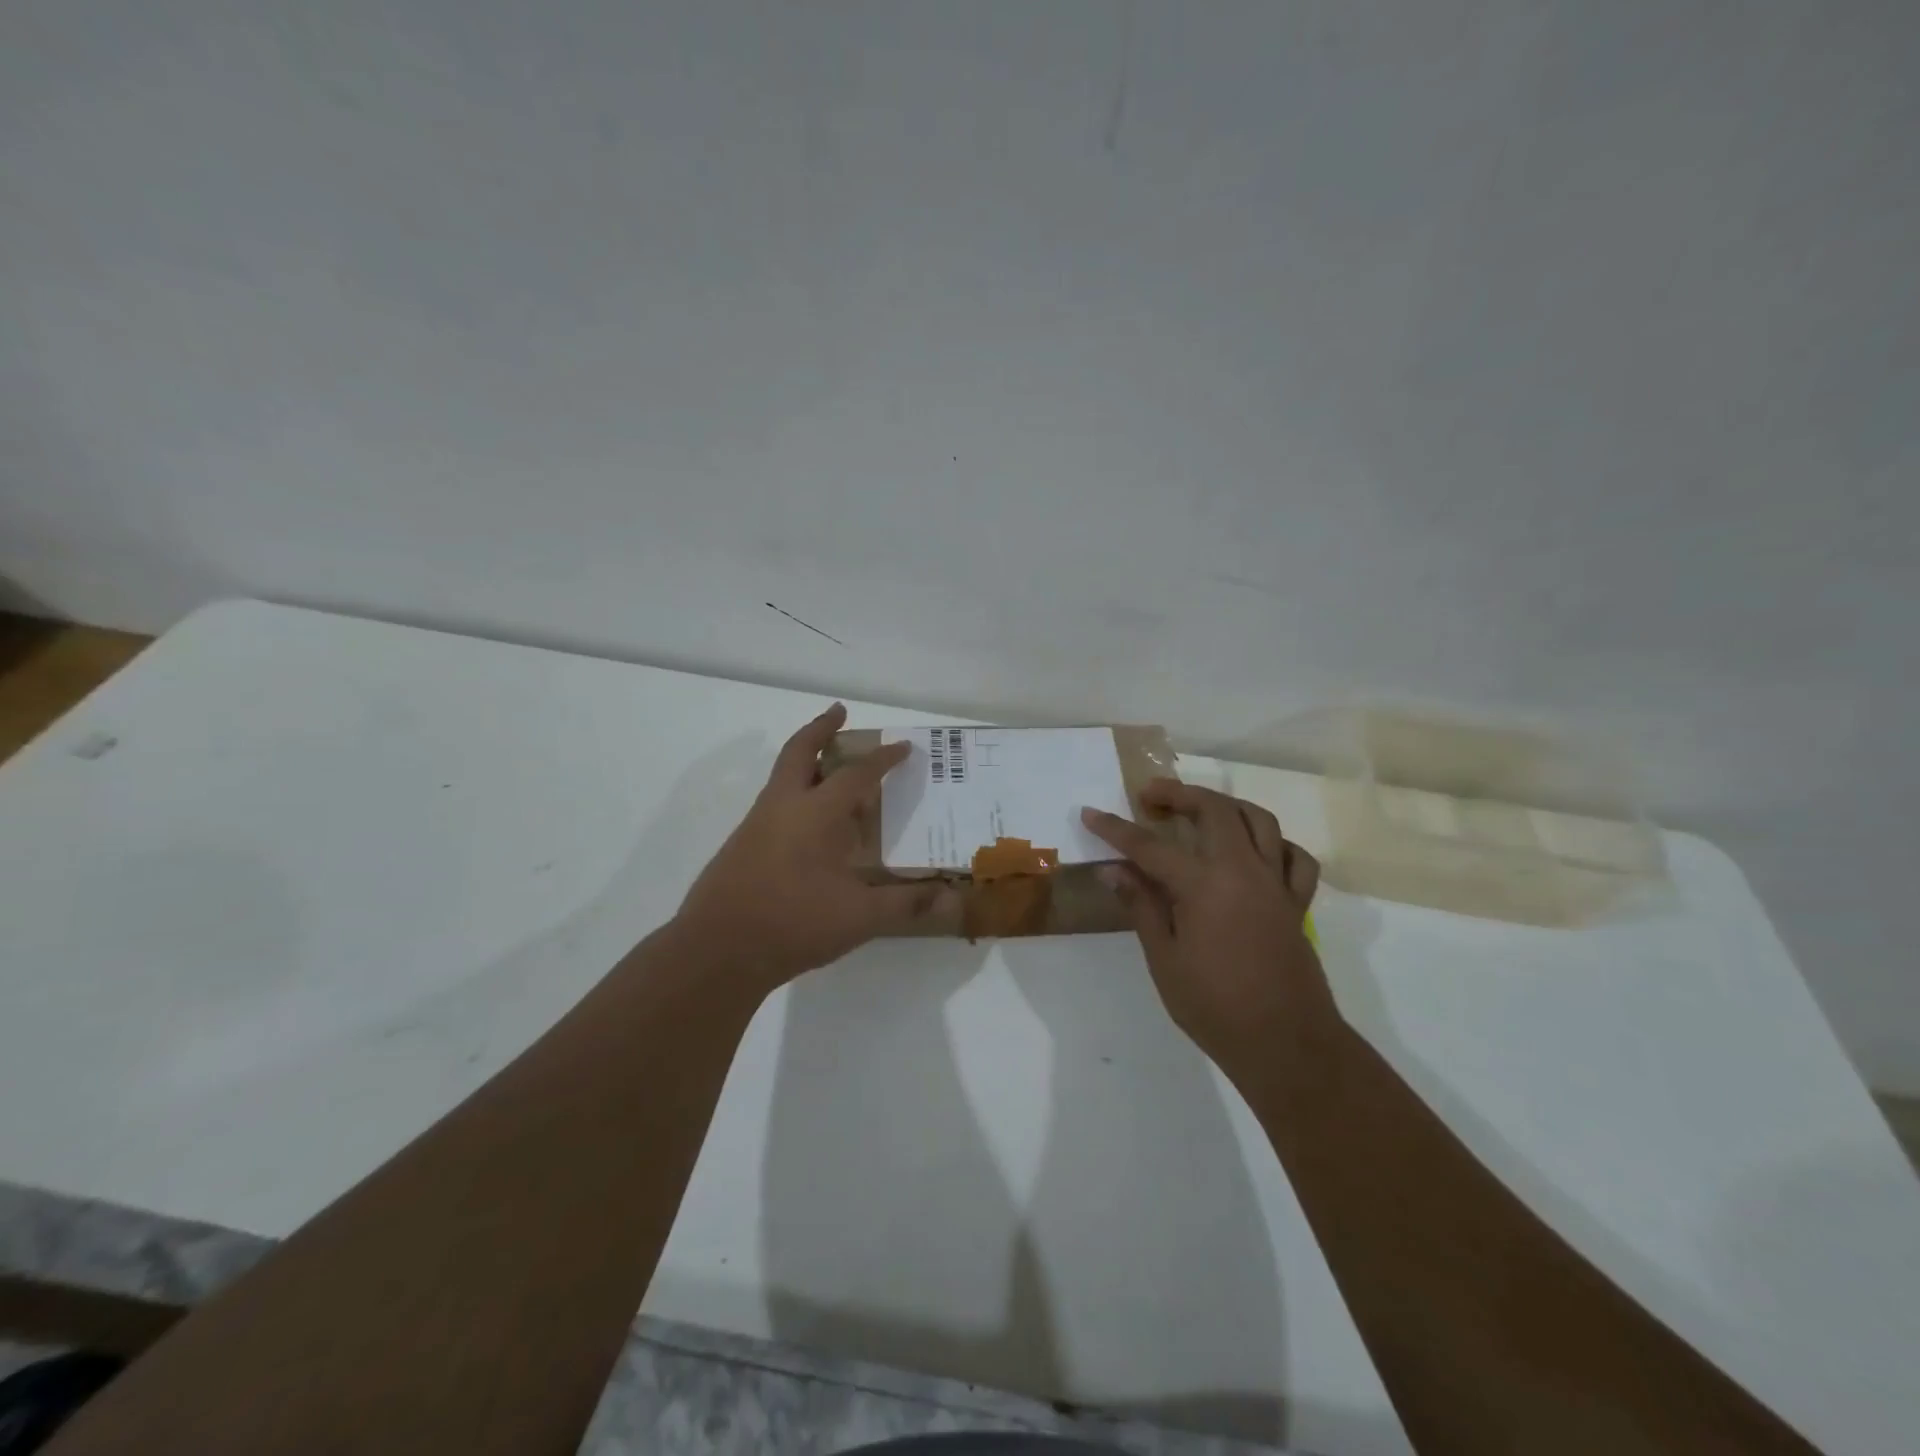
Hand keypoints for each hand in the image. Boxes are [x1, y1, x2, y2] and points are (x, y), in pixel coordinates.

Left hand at [674, 703, 952, 995]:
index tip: (903, 747)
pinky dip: (797, 794)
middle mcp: (783, 807)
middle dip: (821, 728)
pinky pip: (775, 803)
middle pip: (800, 751)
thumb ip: (906, 904)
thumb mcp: (859, 917)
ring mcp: (756, 824)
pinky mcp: (742, 845)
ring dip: (807, 761)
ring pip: (783, 777)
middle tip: (838, 712)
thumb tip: (952, 897)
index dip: (883, 759)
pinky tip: (812, 827)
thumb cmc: (793, 923)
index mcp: (815, 813)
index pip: (856, 773)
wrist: (717, 950)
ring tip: (833, 770)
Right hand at [1081, 780, 1335, 1078]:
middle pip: (1214, 810)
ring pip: (1259, 820)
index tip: (1091, 813)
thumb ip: (1142, 907)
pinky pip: (1295, 857)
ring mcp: (1276, 883)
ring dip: (1226, 805)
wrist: (1286, 1045)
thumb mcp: (1164, 960)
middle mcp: (1243, 871)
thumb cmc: (1215, 1007)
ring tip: (1200, 810)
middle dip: (1178, 794)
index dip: (1116, 829)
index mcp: (1204, 886)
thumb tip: (1113, 870)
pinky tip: (1254, 851)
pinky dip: (1275, 843)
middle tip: (1150, 797)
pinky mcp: (1296, 902)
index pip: (1150, 846)